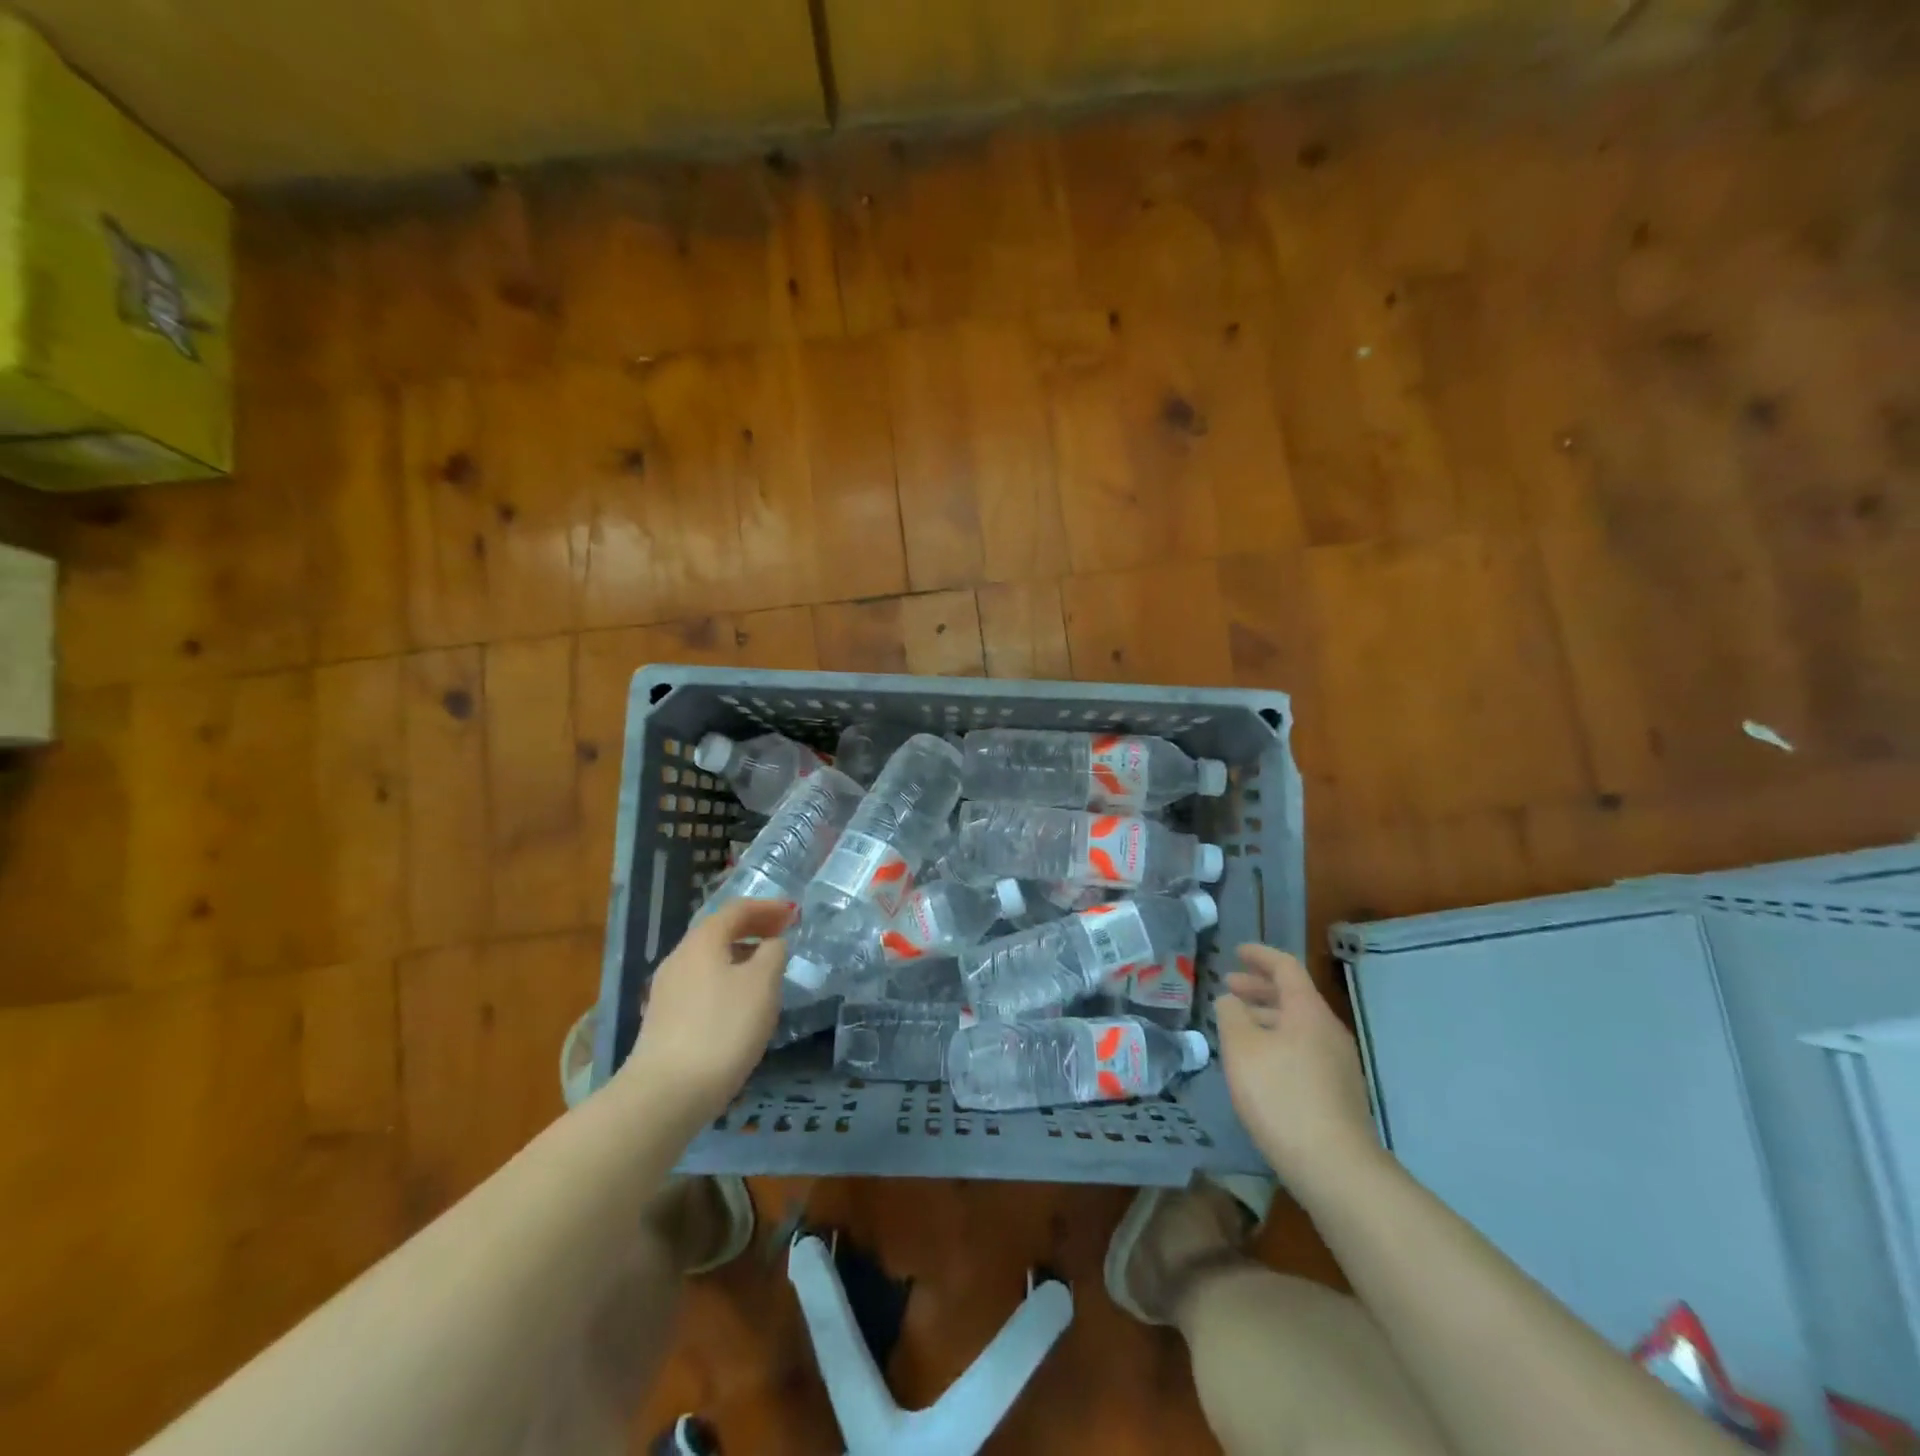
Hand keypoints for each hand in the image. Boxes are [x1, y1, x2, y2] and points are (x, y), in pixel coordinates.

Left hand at [621, 898, 790, 1123]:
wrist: (666, 1094)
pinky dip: (727, 980)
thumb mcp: (762, 984)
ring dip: (741, 955)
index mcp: (702, 941)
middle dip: (753, 929)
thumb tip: (771, 944)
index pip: (737, 909)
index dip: (768, 907)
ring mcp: (667, 991)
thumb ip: (773, 953)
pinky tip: (741, 1004)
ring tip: (767, 970)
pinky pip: (702, 985)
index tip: (794, 913)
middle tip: (783, 935)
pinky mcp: (664, 1020)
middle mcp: (679, 958)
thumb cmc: (722, 1028)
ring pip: (710, 960)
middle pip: (719, 932)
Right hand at [1216, 944, 1378, 1184]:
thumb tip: (1231, 1000)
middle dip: (1259, 988)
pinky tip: (1258, 1064)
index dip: (1260, 955)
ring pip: (1297, 1026)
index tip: (1237, 951)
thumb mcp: (1242, 1048)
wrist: (1335, 1168)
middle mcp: (1328, 1031)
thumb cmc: (1281, 1095)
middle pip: (1293, 996)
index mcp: (1308, 1011)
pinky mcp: (1338, 1094)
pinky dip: (1277, 1043)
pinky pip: (1303, 1051)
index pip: (1285, 967)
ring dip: (1266, 1018)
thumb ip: (1231, 1015)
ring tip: (1236, 1026)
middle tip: (1228, 987)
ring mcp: (1338, 1064)